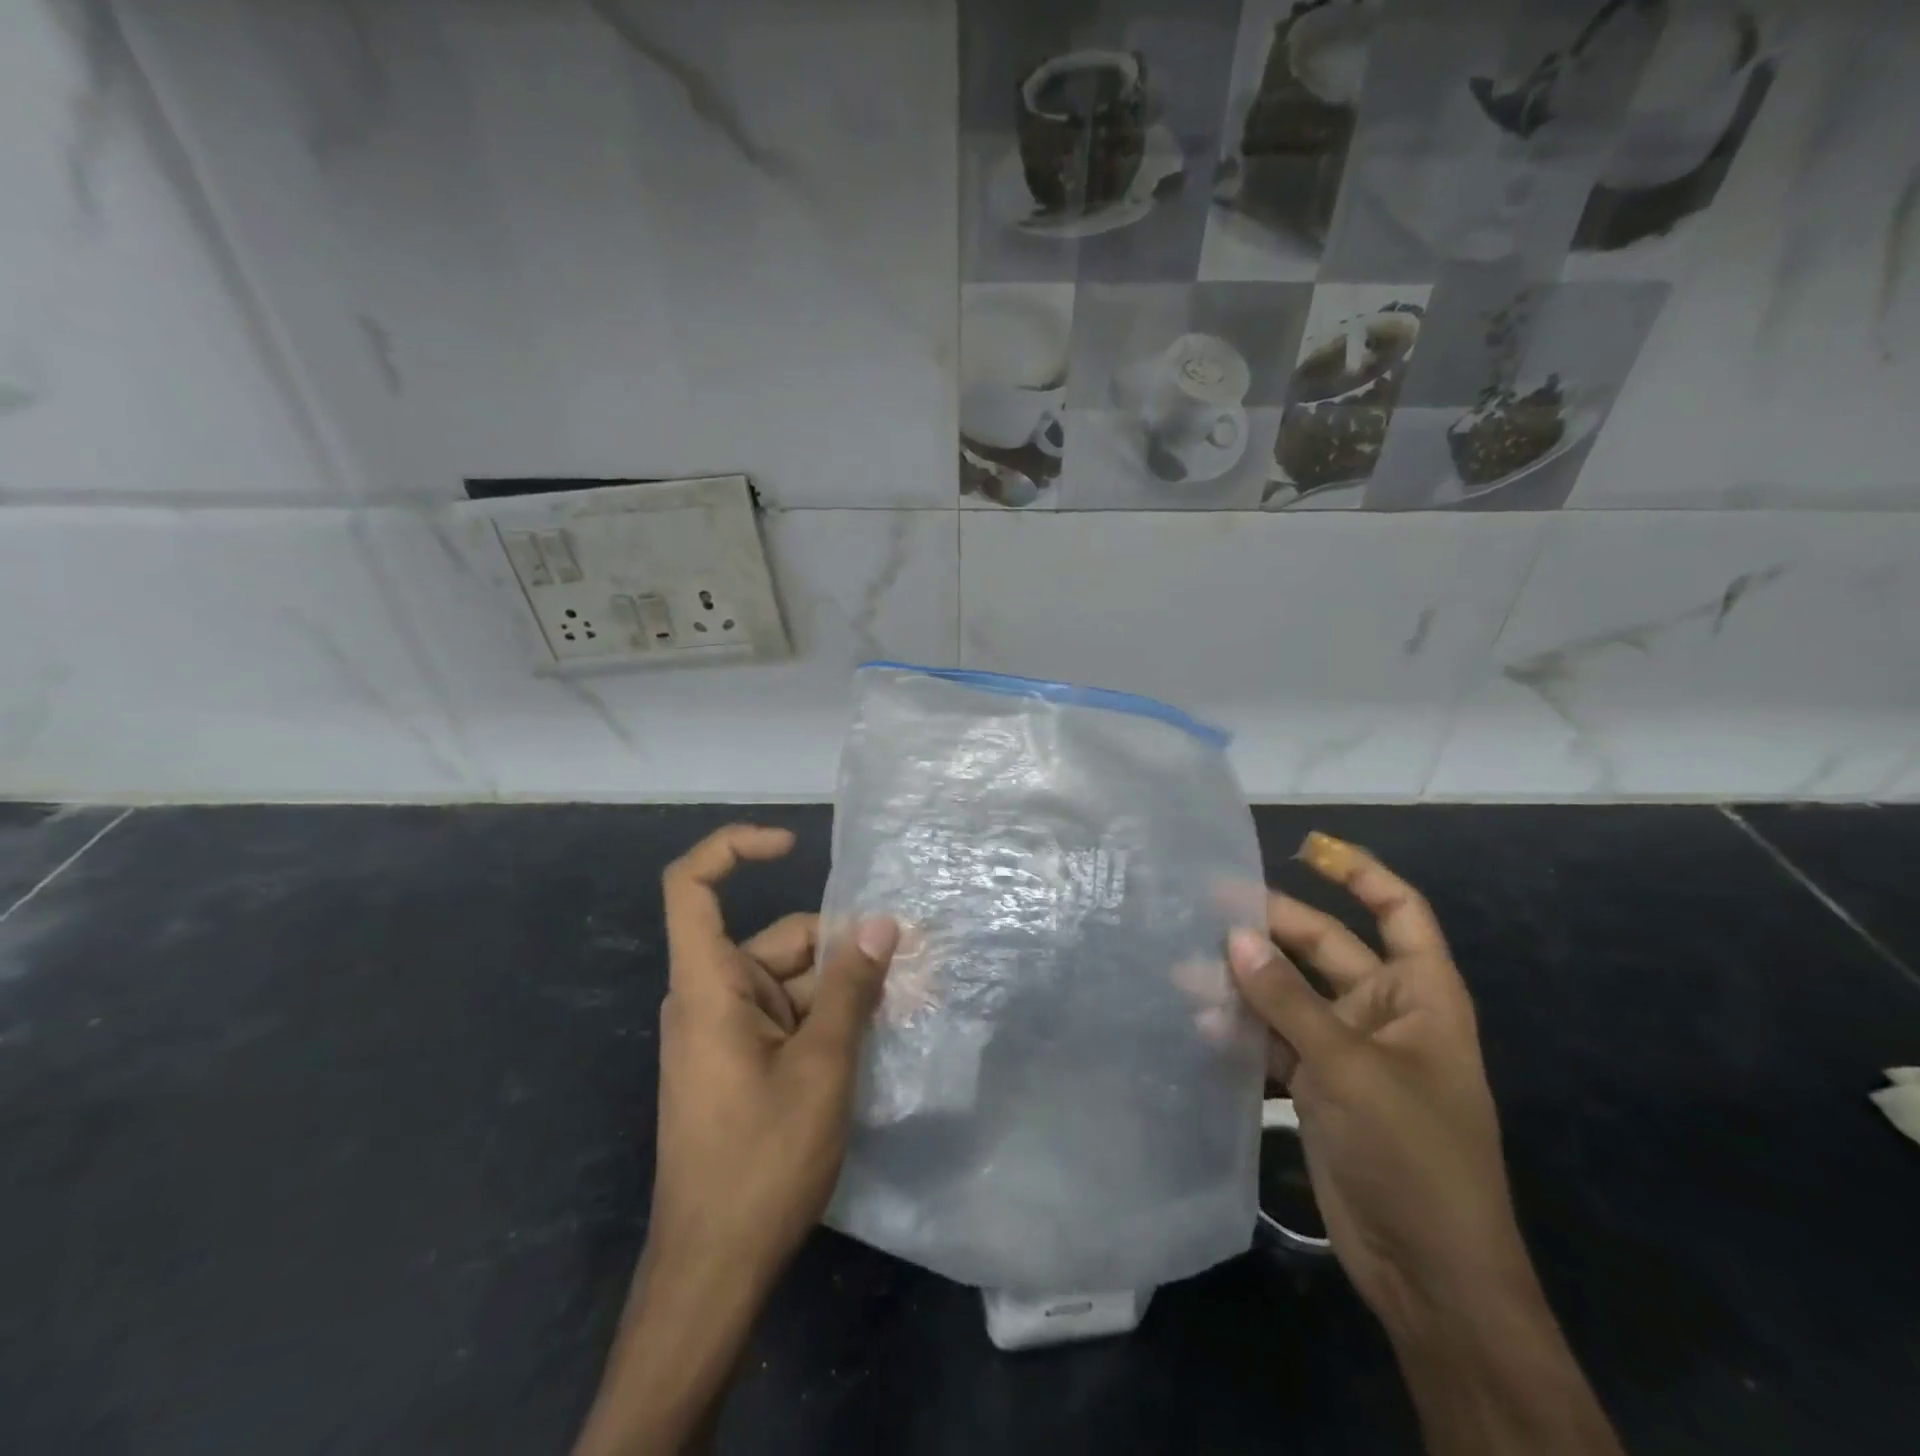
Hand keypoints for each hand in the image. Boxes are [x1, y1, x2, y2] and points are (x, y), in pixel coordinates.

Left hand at [573, 824, 896, 1455]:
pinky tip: (881, 1033)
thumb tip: (883, 923)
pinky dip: (832, 1018)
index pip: (691, 888)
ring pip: (794, 981)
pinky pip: (790, 1016)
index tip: (792, 846)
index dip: (734, 849)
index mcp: (709, 986)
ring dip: (848, 989)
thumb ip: (852, 987)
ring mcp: (727, 1031)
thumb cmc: (761, 1160)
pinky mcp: (742, 1061)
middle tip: (914, 961)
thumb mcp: (822, 1066)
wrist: (715, 1270)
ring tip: (910, 1002)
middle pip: (779, 940)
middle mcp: (712, 997)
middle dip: (843, 948)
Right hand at [1229, 831, 1625, 1455]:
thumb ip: (1288, 1001)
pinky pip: (1272, 1039)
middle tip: (1206, 907)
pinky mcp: (1315, 1084)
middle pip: (1323, 947)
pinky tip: (1199, 1025)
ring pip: (1288, 994)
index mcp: (1419, 995)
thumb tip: (1234, 936)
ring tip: (1185, 969)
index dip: (1359, 873)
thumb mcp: (1350, 1068)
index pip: (1398, 911)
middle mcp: (1382, 1011)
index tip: (1306, 849)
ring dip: (1243, 982)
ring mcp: (1345, 1049)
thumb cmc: (1413, 1154)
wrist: (1427, 1271)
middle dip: (1270, 928)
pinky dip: (1241, 1030)